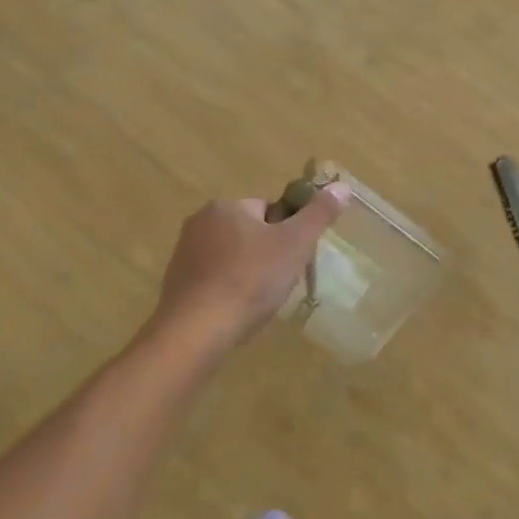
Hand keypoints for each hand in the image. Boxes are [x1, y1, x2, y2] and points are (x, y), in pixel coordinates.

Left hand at [153, 185, 349, 347]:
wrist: (195, 331)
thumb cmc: (250, 280)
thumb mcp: (295, 244)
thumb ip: (319, 214)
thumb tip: (342, 186)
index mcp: (226, 206)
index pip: (269, 209)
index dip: (288, 233)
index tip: (295, 258)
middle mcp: (200, 223)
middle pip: (250, 233)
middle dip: (269, 255)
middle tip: (281, 282)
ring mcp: (184, 255)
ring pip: (233, 258)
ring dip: (249, 274)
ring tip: (261, 301)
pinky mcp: (177, 284)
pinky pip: (215, 280)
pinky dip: (230, 291)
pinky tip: (238, 311)